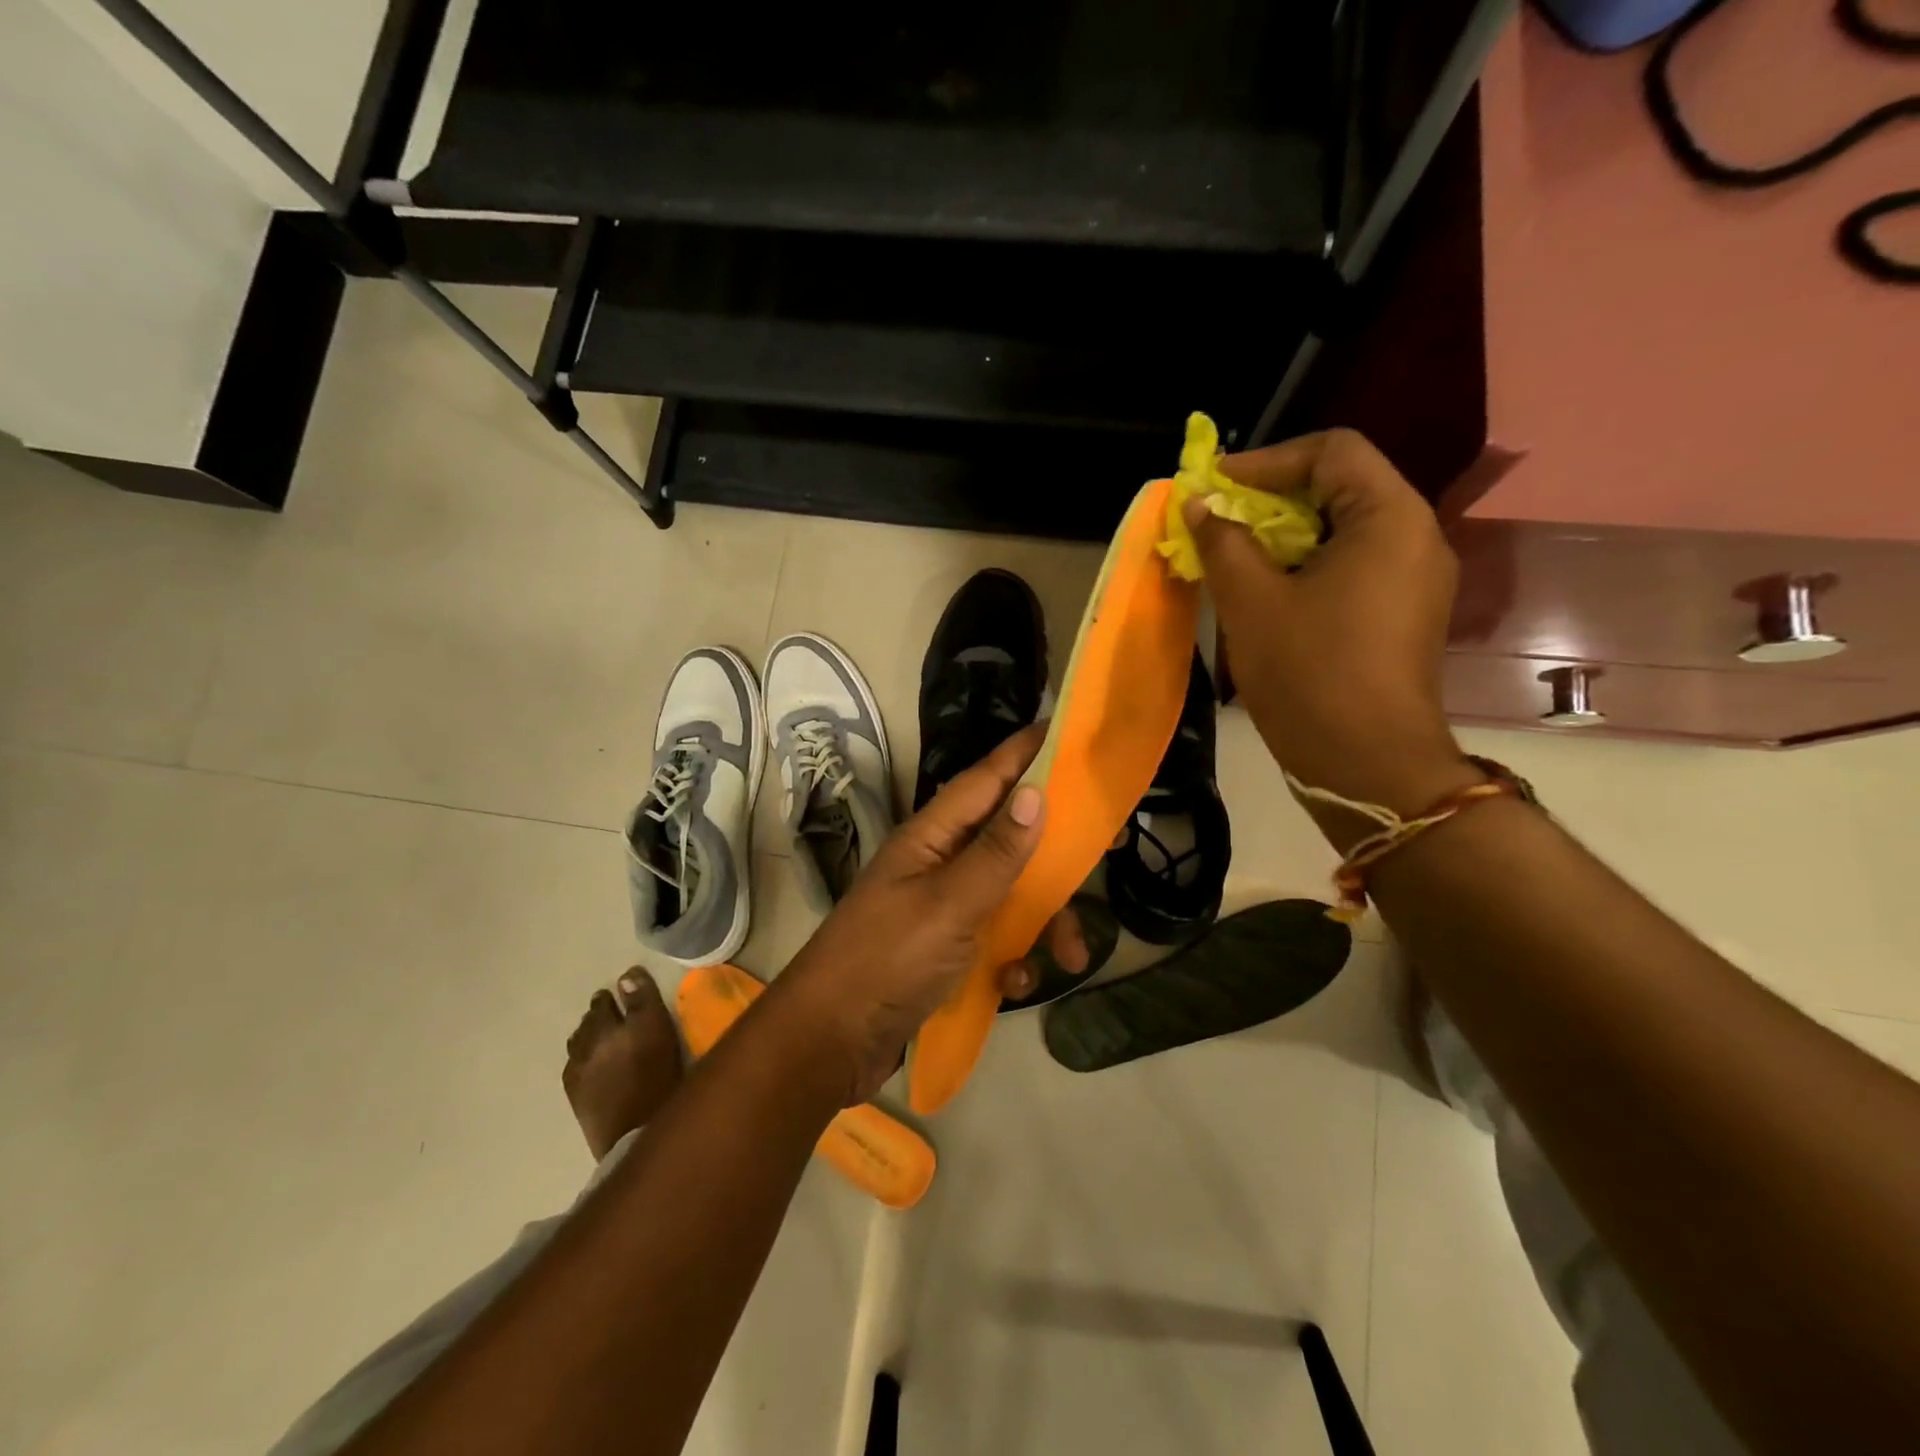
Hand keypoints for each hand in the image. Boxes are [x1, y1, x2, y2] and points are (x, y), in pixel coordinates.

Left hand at [772, 724, 1088, 1103]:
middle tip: (1108, 848)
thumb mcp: (950, 905)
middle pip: (1010, 836)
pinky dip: (1014, 958)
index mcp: (932, 837)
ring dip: (1045, 921)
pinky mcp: (948, 948)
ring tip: (1072, 956)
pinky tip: (1014, 985)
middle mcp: (940, 862)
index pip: (987, 779)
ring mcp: (944, 907)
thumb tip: (1036, 792)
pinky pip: (997, 938)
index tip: (1068, 729)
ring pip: (1012, 893)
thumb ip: (996, 853)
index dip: (1026, 752)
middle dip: (1056, 849)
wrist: (831, 1042)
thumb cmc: (888, 961)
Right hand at [1189, 429, 1481, 844]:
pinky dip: (1305, 565)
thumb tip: (1200, 506)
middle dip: (1272, 498)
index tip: (1214, 486)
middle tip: (1218, 521)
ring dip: (1284, 535)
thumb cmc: (1309, 672)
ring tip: (1234, 556)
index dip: (1267, 460)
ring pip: (1343, 530)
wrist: (1366, 762)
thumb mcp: (1251, 602)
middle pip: (1342, 487)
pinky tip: (1266, 592)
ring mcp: (1414, 578)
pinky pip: (1351, 565)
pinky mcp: (1403, 614)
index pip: (1333, 451)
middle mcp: (1415, 537)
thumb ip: (1223, 542)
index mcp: (1389, 519)